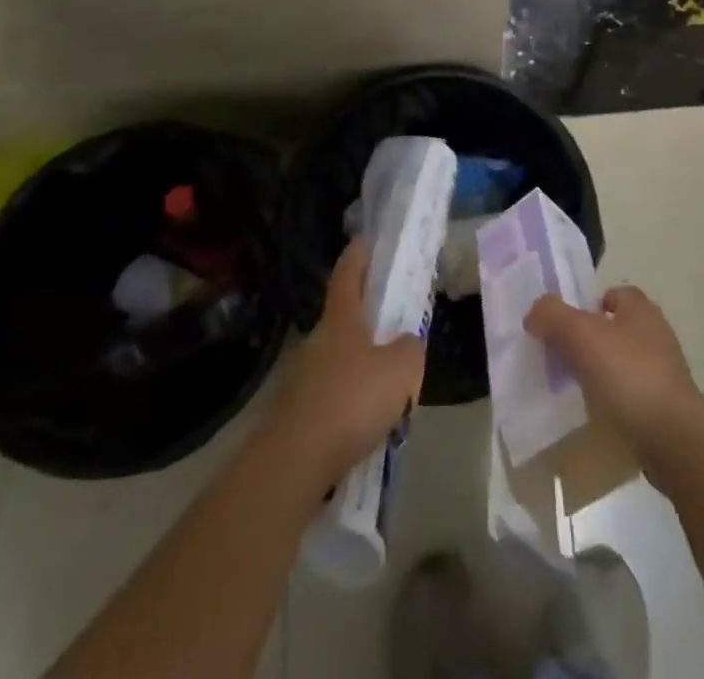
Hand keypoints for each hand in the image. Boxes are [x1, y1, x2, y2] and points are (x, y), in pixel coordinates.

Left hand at [267, 240, 425, 488]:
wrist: (293, 463)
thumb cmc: (351, 401)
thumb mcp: (401, 370)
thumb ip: (410, 349)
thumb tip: (406, 343)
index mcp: (341, 321)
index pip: (348, 275)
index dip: (358, 254)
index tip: (365, 239)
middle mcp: (316, 342)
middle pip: (342, 321)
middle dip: (365, 323)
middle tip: (392, 332)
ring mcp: (299, 379)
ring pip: (335, 362)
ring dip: (357, 369)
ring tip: (384, 391)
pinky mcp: (293, 416)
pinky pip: (328, 398)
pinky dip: (346, 404)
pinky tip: (363, 427)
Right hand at [524, 285, 703, 456]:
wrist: (673, 438)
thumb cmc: (629, 375)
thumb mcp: (582, 335)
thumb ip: (553, 316)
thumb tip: (534, 313)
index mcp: (641, 310)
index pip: (614, 293)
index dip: (589, 303)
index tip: (565, 324)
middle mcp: (656, 335)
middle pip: (615, 328)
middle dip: (589, 340)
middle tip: (561, 356)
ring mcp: (663, 374)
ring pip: (621, 363)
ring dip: (599, 373)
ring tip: (573, 389)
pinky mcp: (664, 408)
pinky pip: (629, 396)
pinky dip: (612, 402)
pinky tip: (595, 415)